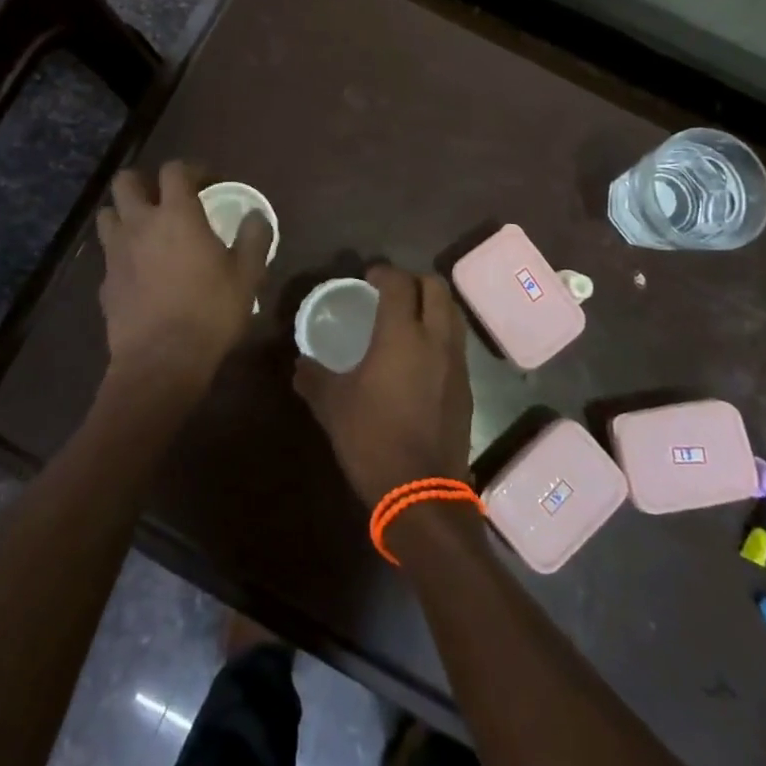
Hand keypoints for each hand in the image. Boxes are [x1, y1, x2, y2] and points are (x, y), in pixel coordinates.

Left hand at [95, 162, 272, 398]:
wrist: (161, 362)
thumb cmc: (210, 312)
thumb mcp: (247, 275)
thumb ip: (254, 239)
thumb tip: (256, 216)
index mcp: (176, 214)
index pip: (174, 170)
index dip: (191, 169)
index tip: (207, 183)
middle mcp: (140, 223)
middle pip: (126, 181)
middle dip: (144, 182)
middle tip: (166, 199)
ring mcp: (116, 252)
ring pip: (107, 214)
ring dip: (124, 214)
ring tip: (145, 230)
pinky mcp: (104, 281)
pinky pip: (108, 254)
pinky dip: (121, 253)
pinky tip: (138, 272)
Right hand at [293, 265, 473, 506]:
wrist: (421, 492)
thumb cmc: (372, 439)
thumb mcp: (332, 406)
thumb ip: (313, 377)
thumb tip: (300, 364)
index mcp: (401, 335)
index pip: (399, 283)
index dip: (384, 272)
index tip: (369, 276)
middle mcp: (435, 339)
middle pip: (436, 288)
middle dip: (414, 280)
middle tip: (391, 291)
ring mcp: (456, 363)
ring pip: (452, 313)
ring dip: (432, 304)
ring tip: (408, 317)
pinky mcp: (466, 386)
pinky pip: (456, 343)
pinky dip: (440, 333)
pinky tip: (420, 355)